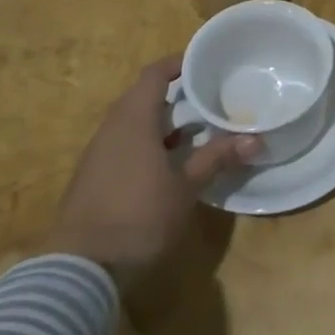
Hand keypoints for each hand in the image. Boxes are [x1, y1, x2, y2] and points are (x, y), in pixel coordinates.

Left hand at [41, 57, 258, 277]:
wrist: (79, 271)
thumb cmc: (138, 217)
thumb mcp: (185, 187)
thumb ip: (217, 158)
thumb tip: (255, 138)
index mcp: (133, 120)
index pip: (153, 75)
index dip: (177, 64)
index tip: (202, 62)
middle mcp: (111, 130)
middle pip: (142, 98)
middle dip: (174, 97)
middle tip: (208, 100)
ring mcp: (97, 156)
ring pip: (132, 125)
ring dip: (161, 124)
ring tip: (195, 132)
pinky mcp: (92, 181)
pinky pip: (123, 147)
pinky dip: (147, 145)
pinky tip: (167, 166)